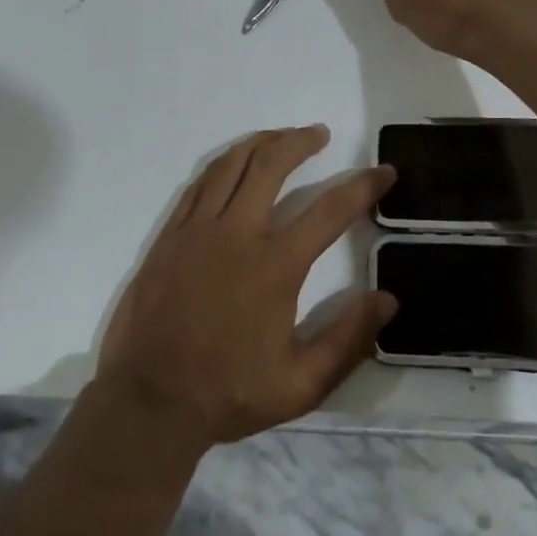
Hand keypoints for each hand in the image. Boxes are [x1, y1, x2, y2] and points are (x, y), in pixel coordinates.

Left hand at [96, 126, 396, 448]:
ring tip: (281, 136)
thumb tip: (388, 300)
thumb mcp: (300, 385)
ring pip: (231, 165)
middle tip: (319, 133)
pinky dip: (223, 164)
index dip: (363, 186)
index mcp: (274, 267)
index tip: (385, 172)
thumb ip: (347, 341)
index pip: (329, 211)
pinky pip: (199, 184)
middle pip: (271, 166)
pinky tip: (234, 164)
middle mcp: (237, 235)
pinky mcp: (170, 236)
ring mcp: (198, 231)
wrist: (148, 402)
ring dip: (261, 142)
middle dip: (301, 142)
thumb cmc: (228, 393)